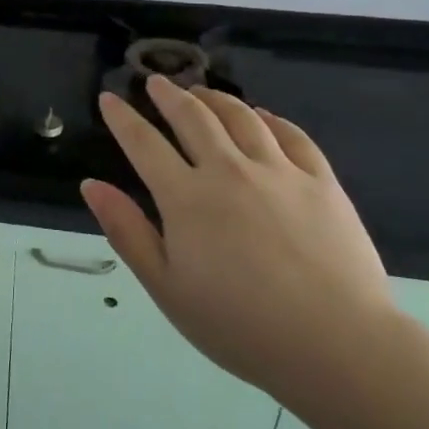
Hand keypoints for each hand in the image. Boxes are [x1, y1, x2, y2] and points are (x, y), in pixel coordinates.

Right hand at [81, 74, 395, 405]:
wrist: (336, 345)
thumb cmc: (239, 326)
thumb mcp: (166, 287)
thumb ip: (126, 231)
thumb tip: (91, 185)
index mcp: (186, 198)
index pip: (143, 143)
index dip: (122, 118)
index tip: (109, 98)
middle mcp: (229, 171)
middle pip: (193, 117)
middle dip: (168, 95)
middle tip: (156, 82)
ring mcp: (279, 172)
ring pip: (241, 118)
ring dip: (215, 99)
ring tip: (202, 92)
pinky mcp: (322, 182)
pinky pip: (292, 136)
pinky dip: (270, 119)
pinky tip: (262, 117)